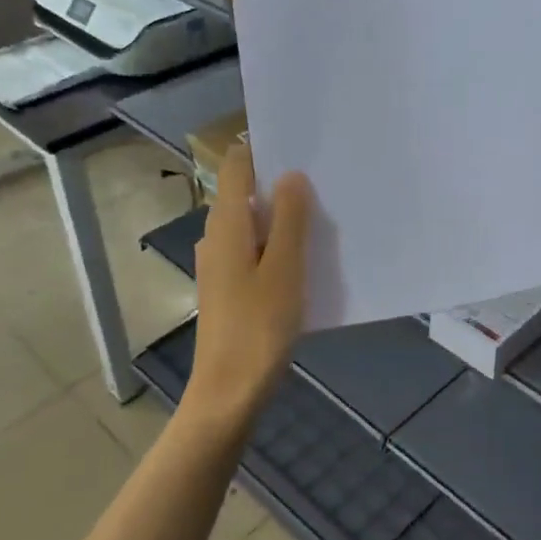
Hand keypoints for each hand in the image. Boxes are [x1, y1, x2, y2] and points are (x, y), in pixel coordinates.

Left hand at [182, 144, 309, 440]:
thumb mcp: (284, 269)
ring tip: (322, 218)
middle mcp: (215, 237)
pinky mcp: (227, 288)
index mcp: (226, 225)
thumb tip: (291, 175)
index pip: (236, 166)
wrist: (228, 392)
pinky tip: (304, 260)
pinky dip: (275, 245)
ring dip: (281, 218)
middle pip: (244, 194)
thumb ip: (289, 219)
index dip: (263, 150)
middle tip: (324, 183)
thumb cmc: (258, 327)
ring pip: (251, 224)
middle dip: (280, 184)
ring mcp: (219, 265)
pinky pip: (252, 250)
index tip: (302, 147)